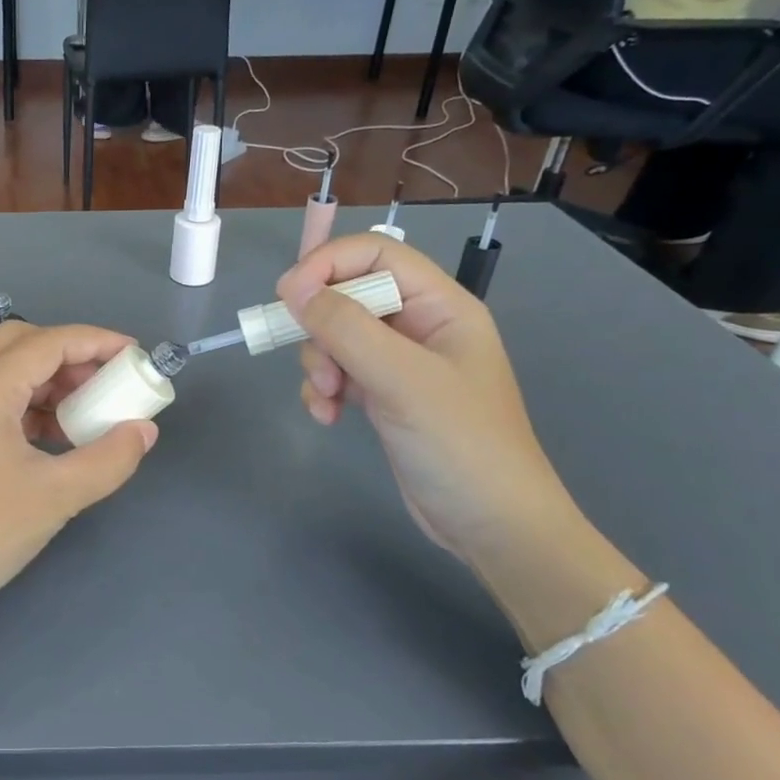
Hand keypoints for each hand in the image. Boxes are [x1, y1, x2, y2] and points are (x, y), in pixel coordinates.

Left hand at [0, 323, 157, 628]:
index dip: (98, 342)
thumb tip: (144, 430)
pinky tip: (52, 433)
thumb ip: (109, 458)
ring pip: (3, 367)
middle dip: (70, 354)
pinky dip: (25, 401)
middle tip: (107, 382)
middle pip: (22, 342)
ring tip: (86, 410)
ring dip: (47, 378)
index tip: (136, 354)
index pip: (49, 342)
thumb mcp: (56, 497)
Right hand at [277, 235, 585, 569]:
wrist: (491, 526)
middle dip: (321, 328)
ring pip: (335, 336)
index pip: (375, 254)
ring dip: (319, 364)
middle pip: (347, 295)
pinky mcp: (383, 393)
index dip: (327, 264)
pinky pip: (337, 372)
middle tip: (318, 366)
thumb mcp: (402, 380)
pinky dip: (323, 390)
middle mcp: (418, 325)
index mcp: (440, 306)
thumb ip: (347, 328)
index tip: (288, 296)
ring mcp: (399, 361)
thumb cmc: (461, 444)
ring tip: (327, 400)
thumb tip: (292, 290)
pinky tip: (327, 417)